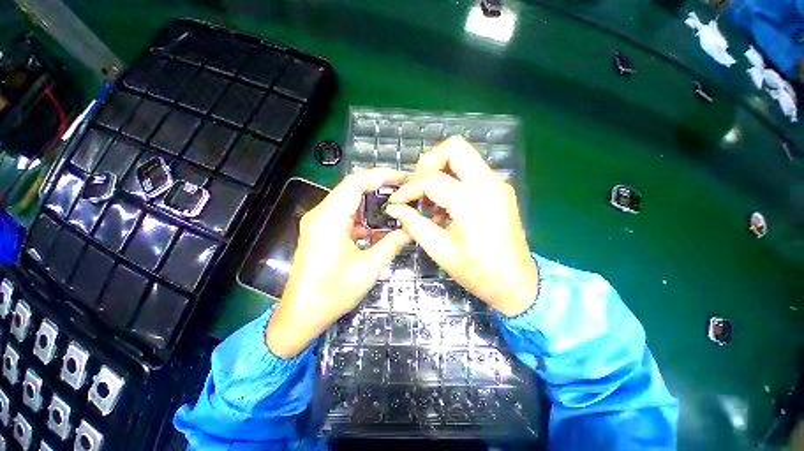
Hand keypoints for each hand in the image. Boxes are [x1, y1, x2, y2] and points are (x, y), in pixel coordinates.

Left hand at [267, 169, 410, 357]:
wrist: (302, 314)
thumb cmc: (333, 293)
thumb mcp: (368, 268)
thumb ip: (391, 245)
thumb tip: (410, 230)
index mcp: (329, 220)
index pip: (355, 183)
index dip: (380, 175)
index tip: (402, 177)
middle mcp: (321, 214)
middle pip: (351, 188)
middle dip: (378, 185)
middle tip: (402, 190)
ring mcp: (319, 222)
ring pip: (349, 200)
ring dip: (372, 201)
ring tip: (395, 205)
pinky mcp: (321, 231)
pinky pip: (345, 214)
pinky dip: (363, 216)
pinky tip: (379, 226)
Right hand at [385, 136, 537, 317]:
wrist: (516, 283)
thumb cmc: (478, 272)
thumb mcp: (440, 250)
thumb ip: (414, 224)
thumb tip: (395, 208)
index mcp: (472, 201)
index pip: (431, 180)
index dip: (408, 189)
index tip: (397, 202)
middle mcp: (488, 184)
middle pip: (454, 147)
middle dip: (428, 163)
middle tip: (417, 187)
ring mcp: (497, 184)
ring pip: (463, 156)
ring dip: (440, 171)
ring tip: (429, 199)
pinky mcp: (499, 189)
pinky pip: (470, 171)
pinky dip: (452, 180)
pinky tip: (445, 205)